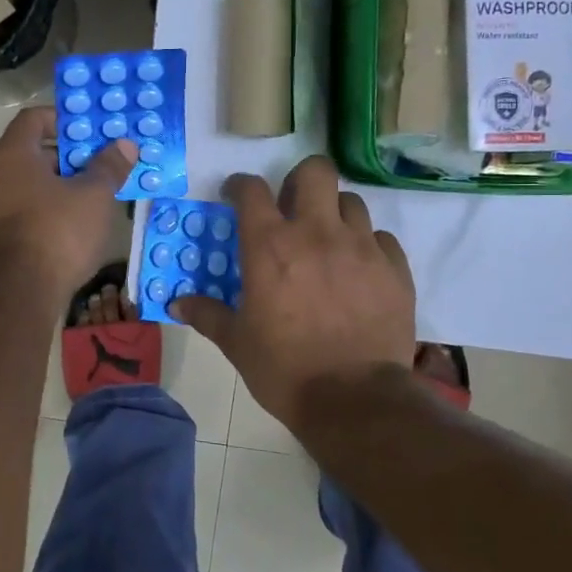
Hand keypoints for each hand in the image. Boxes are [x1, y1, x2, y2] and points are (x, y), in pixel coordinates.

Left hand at [0, 106, 134, 298]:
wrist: (21, 292)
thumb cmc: (58, 230)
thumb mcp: (94, 195)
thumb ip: (109, 166)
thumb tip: (125, 145)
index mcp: (14, 154)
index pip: (34, 118)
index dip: (65, 118)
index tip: (94, 130)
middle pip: (36, 150)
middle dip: (72, 154)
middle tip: (106, 160)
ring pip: (36, 182)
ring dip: (66, 183)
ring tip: (101, 190)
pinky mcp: (4, 235)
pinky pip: (32, 208)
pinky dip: (55, 206)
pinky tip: (83, 220)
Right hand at [172, 156, 416, 429]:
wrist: (353, 400)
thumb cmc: (283, 368)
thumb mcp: (236, 342)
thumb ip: (207, 314)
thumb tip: (177, 304)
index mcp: (270, 245)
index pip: (251, 189)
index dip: (240, 186)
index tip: (236, 196)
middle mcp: (317, 233)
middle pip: (315, 171)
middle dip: (299, 180)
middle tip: (291, 206)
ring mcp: (361, 247)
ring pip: (352, 201)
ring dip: (335, 212)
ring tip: (327, 240)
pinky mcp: (395, 269)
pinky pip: (381, 238)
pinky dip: (367, 245)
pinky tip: (358, 268)